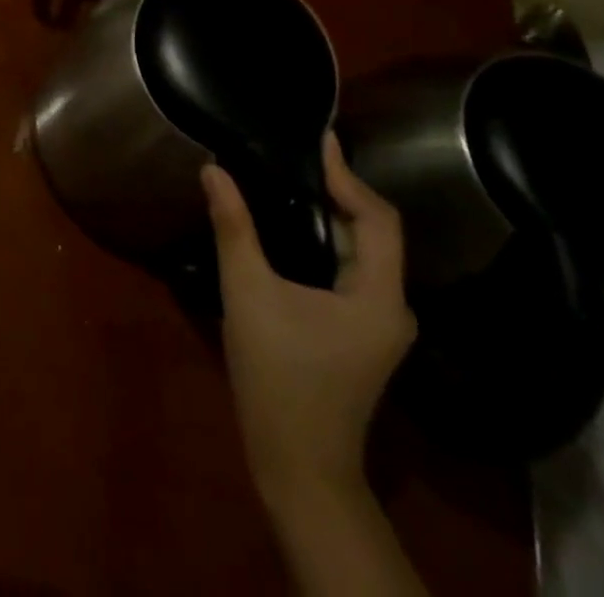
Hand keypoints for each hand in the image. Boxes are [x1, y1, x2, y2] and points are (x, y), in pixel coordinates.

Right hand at [202, 132, 416, 503]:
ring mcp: (377, 324)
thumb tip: (213, 170)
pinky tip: (288, 229)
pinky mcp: (359, 333)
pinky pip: (349, 271)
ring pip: (360, 252)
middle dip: (336, 190)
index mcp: (378, 296)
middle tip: (293, 154)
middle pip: (372, 232)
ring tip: (285, 180)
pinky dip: (323, 241)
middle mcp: (390, 307)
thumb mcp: (248, 293)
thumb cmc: (278, 377)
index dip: (349, 176)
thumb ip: (233, 228)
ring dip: (328, 215)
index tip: (319, 139)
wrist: (298, 465)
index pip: (378, 218)